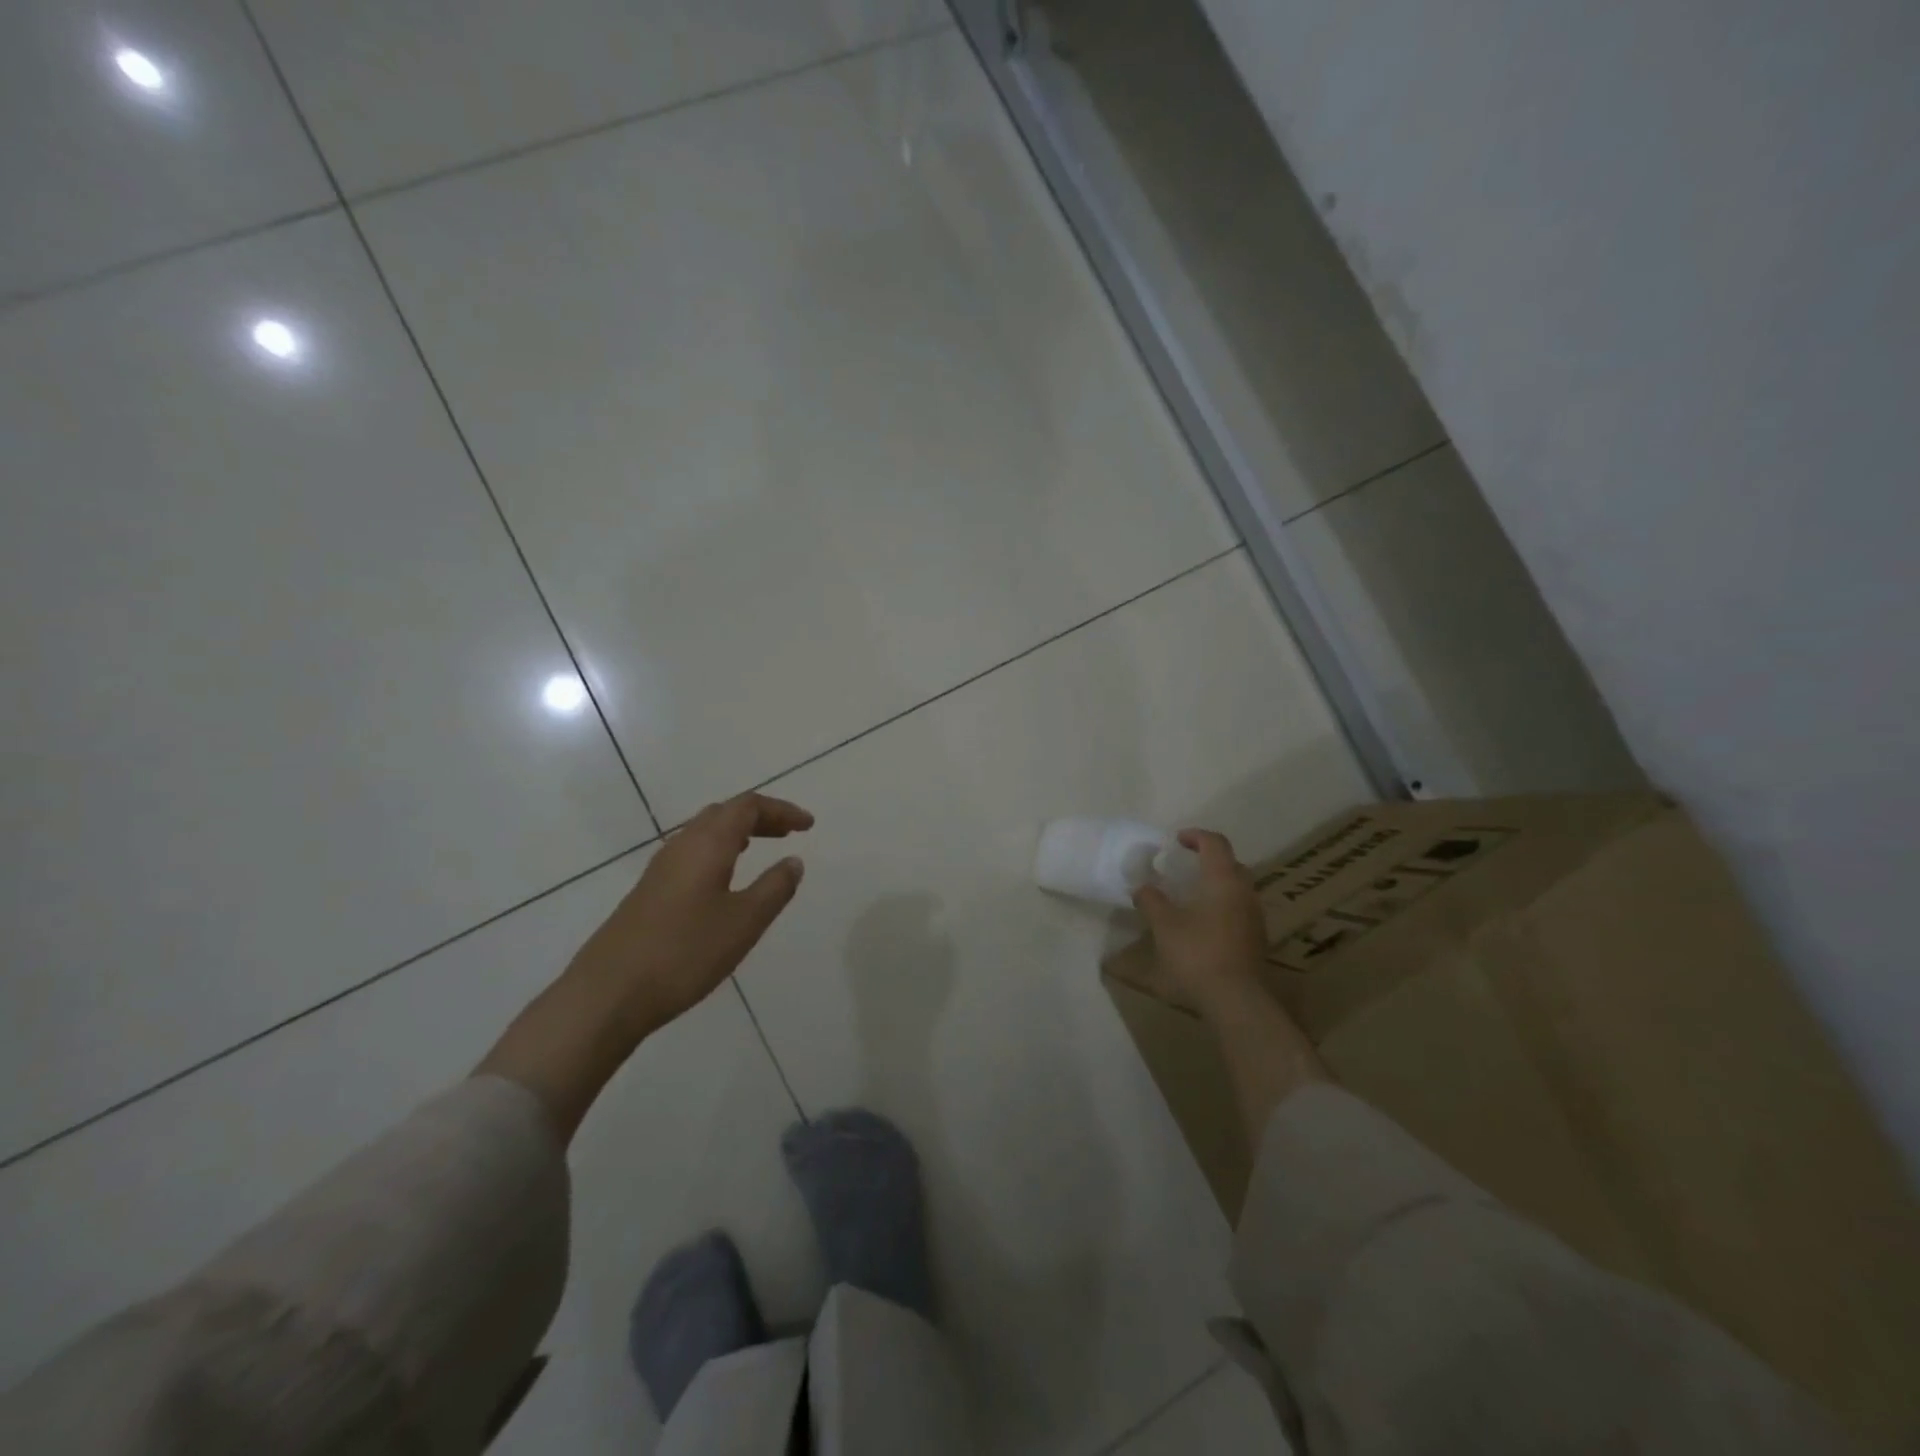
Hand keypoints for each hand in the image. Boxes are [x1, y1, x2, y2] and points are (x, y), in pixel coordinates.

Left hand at [568, 792, 813, 1042]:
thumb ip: (774, 888)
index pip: (748, 806)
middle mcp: (681, 846)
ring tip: (761, 848)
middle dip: (760, 817)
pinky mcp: (649, 892)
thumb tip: (794, 861)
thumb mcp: (744, 922)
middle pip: (724, 813)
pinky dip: (718, 852)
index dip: (781, 810)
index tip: (808, 826)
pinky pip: (691, 853)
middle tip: (789, 833)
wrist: (608, 994)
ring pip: (704, 832)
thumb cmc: (684, 952)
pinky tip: (724, 880)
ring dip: (737, 833)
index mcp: (707, 844)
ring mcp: (660, 869)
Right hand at [1135, 828, 1327, 1134]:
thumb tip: (1141, 886)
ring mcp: (1255, 918)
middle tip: (1186, 866)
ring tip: (1192, 896)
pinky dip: (1222, 906)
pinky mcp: (1256, 940)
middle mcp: (1245, 893)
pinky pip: (1239, 910)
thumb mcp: (1164, 925)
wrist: (1236, 1000)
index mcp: (1224, 880)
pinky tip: (1204, 924)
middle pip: (1232, 864)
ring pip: (1238, 889)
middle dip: (1210, 860)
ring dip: (1217, 885)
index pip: (1215, 844)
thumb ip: (1151, 901)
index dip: (1196, 836)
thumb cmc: (1197, 953)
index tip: (1177, 840)